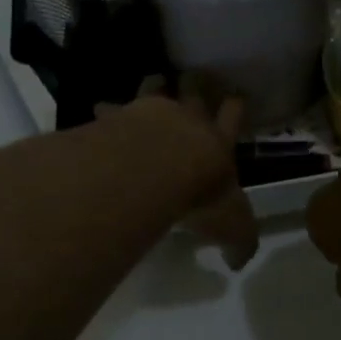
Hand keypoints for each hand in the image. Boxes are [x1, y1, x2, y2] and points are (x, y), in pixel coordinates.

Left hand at [113, 77, 258, 270]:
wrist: (153, 170)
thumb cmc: (199, 195)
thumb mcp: (231, 226)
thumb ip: (239, 242)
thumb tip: (239, 262)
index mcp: (219, 140)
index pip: (234, 114)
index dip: (236, 105)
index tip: (236, 97)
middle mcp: (189, 119)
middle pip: (197, 90)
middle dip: (198, 84)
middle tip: (196, 77)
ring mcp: (151, 112)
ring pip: (157, 86)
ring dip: (156, 85)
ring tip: (153, 82)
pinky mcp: (118, 116)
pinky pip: (112, 107)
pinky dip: (108, 109)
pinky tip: (101, 112)